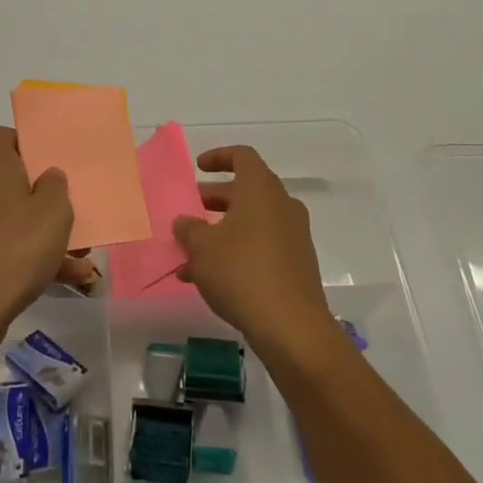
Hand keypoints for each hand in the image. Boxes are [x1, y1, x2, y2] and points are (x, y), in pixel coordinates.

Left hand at [0, 126, 77, 365]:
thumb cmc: (13, 251)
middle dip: (45, 195)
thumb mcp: (53, 213)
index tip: (49, 159)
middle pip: (11, 180)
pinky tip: (68, 280)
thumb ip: (56, 186)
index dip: (23, 140)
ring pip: (16, 219)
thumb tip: (47, 177)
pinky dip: (35, 260)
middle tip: (72, 208)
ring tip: (84, 254)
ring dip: (48, 233)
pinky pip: (9, 249)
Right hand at [173, 146, 340, 362]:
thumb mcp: (202, 248)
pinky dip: (237, 251)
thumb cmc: (242, 273)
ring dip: (222, 231)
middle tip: (191, 211)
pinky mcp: (297, 264)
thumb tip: (185, 221)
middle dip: (215, 199)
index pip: (242, 156)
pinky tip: (210, 280)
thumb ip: (189, 229)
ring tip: (190, 254)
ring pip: (252, 221)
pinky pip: (262, 246)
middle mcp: (282, 205)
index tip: (198, 168)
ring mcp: (294, 235)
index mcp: (261, 190)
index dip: (218, 157)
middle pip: (247, 190)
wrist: (292, 327)